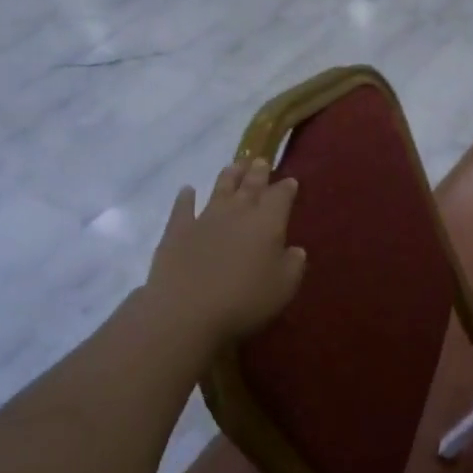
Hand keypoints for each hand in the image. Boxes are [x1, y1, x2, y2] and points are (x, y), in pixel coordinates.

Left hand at [144, 158, 306, 346]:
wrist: (186, 311)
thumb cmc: (244, 300)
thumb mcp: (283, 287)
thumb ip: (293, 265)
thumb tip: (295, 250)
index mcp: (268, 222)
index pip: (281, 196)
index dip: (287, 187)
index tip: (290, 181)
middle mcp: (238, 212)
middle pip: (251, 185)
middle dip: (258, 173)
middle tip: (261, 161)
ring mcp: (205, 218)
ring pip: (220, 189)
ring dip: (229, 176)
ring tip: (234, 165)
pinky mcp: (177, 230)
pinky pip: (182, 207)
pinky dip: (185, 197)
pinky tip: (187, 190)